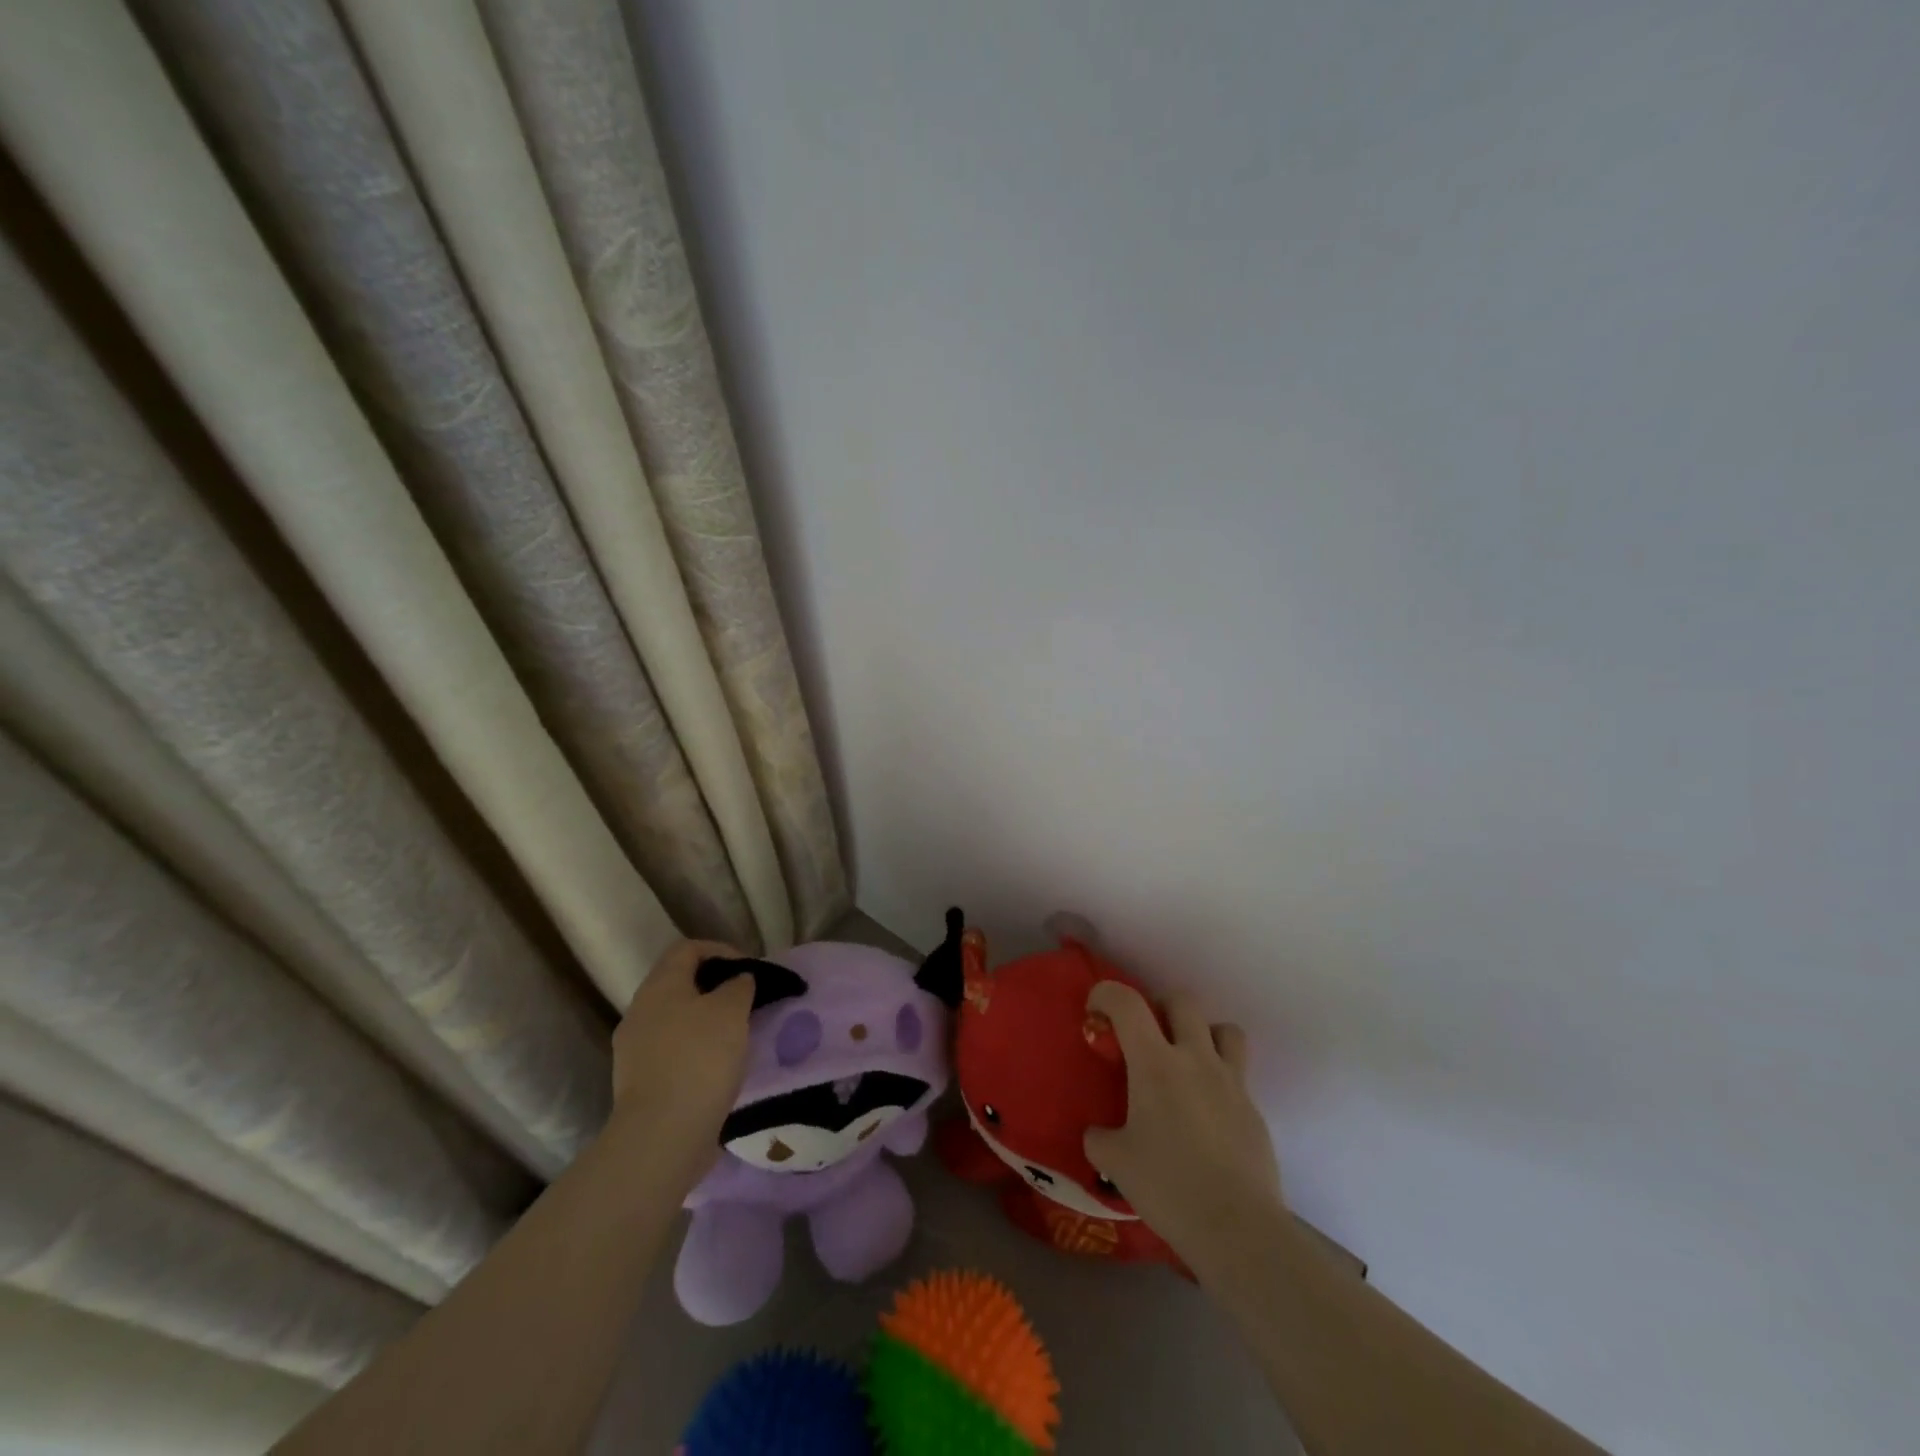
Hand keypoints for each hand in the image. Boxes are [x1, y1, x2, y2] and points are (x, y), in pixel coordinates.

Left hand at [608, 939, 754, 1179]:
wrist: (662, 1135)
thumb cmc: (700, 1059)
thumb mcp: (732, 1011)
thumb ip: (738, 986)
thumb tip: (736, 981)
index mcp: (660, 986)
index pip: (687, 949)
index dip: (721, 950)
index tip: (749, 969)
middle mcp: (640, 1011)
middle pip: (678, 983)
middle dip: (714, 987)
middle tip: (745, 1001)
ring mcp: (634, 1049)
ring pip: (675, 1019)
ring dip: (704, 1021)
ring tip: (736, 1035)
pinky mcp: (639, 1082)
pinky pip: (671, 1051)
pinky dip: (695, 1050)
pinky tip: (717, 1067)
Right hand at [1083, 981, 1283, 1274]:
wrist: (1237, 1227)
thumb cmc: (1168, 1186)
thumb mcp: (1115, 1162)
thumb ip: (1100, 1137)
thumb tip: (1099, 1132)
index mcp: (1155, 1063)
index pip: (1126, 1002)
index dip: (1106, 994)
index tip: (1096, 1011)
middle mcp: (1195, 1059)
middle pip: (1183, 1001)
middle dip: (1160, 1007)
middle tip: (1147, 1036)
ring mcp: (1231, 1082)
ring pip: (1224, 1029)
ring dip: (1203, 1034)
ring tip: (1188, 1062)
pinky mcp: (1254, 1109)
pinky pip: (1238, 1075)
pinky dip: (1220, 1080)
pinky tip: (1208, 1114)